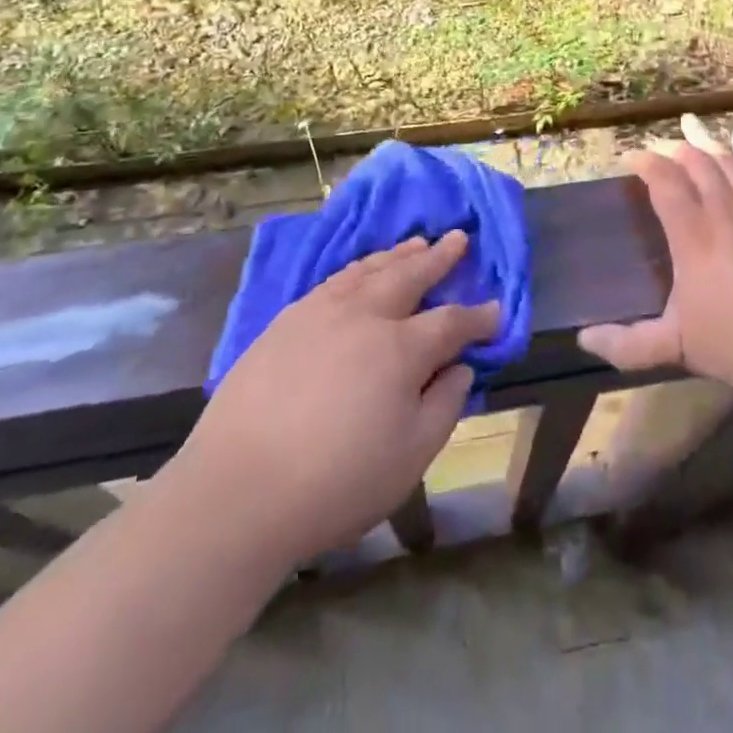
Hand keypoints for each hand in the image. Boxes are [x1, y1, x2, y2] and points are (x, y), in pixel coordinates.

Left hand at [161, 232, 498, 567]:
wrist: (236, 493)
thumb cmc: (335, 483)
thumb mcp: (411, 457)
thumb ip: (444, 405)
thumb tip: (460, 367)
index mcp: (400, 349)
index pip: (451, 323)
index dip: (478, 318)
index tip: (495, 312)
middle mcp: (364, 316)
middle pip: (410, 275)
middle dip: (439, 257)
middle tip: (458, 238)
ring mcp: (320, 313)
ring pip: (369, 271)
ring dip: (398, 255)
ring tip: (416, 242)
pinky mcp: (285, 322)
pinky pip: (334, 280)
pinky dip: (358, 268)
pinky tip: (361, 271)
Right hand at [578, 114, 732, 405]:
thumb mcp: (677, 348)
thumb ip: (628, 344)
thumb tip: (584, 339)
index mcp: (694, 238)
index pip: (665, 185)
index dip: (646, 164)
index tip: (631, 156)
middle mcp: (727, 215)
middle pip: (699, 166)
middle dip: (676, 148)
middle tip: (662, 142)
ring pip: (732, 164)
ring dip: (710, 144)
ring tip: (694, 126)